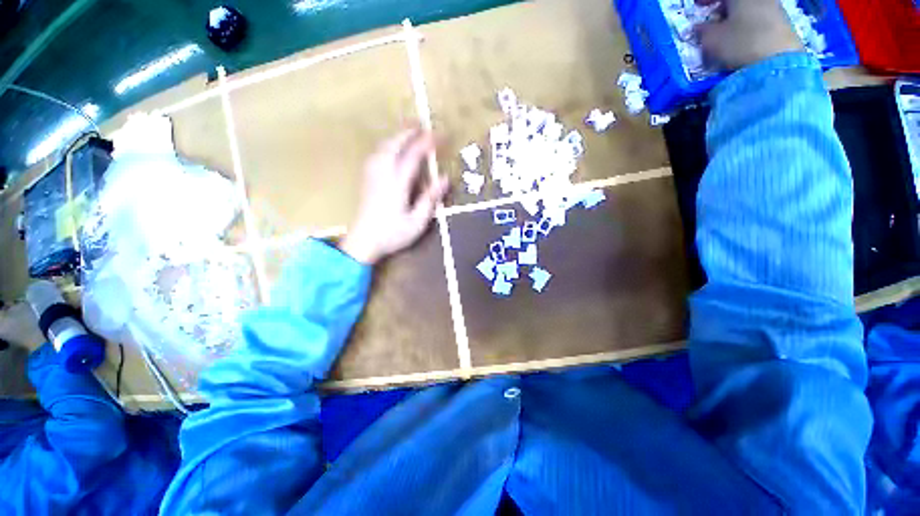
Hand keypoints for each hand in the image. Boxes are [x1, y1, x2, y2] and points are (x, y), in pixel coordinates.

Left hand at [340, 128, 448, 264]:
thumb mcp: (417, 221)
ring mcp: (372, 174)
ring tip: (409, 131)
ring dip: (397, 136)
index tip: (440, 136)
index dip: (427, 143)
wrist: (363, 241)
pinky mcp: (366, 179)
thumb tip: (444, 178)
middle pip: (395, 144)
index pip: (413, 155)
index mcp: (397, 183)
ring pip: (383, 147)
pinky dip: (387, 145)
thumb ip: (430, 198)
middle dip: (409, 132)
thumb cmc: (392, 234)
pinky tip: (391, 148)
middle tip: (423, 125)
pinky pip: (376, 153)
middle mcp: (382, 173)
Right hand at [695, 0, 803, 69]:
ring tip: (726, 35)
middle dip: (723, 9)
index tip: (697, 6)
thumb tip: (699, 28)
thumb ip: (702, 31)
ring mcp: (773, 8)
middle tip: (712, 22)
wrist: (778, 61)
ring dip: (735, 19)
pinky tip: (741, 40)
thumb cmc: (740, 43)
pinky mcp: (782, 23)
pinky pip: (759, 19)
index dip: (705, 0)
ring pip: (748, 9)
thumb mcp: (711, 39)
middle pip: (737, 1)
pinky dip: (747, 26)